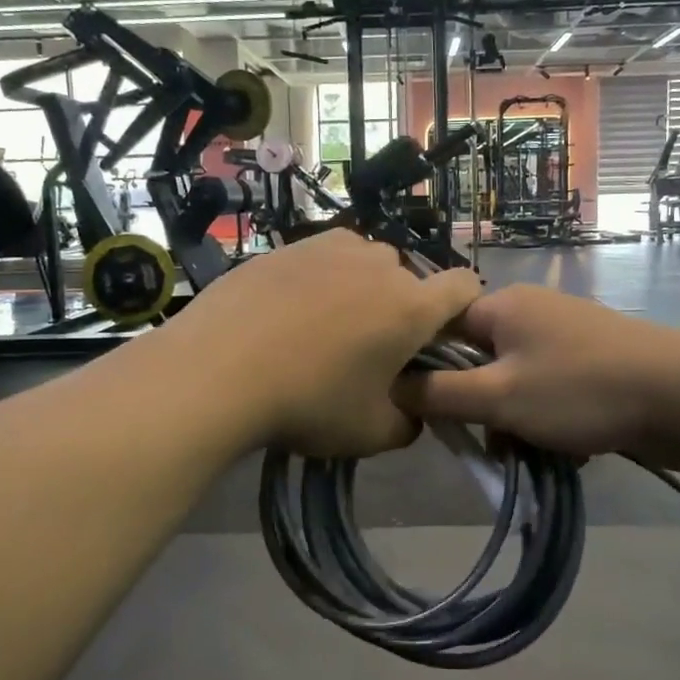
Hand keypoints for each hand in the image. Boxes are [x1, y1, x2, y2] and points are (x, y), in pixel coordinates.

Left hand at [169, 231, 482, 457]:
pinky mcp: (286, 246)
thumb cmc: (308, 403)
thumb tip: (410, 409)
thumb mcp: (371, 434)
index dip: (461, 310)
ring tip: (324, 325)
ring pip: (363, 262)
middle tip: (368, 348)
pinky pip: (320, 258)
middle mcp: (379, 264)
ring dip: (359, 287)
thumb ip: (409, 422)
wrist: (216, 371)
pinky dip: (318, 279)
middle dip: (400, 307)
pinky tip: (286, 311)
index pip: (464, 286)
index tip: (436, 340)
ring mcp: (328, 248)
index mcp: (412, 306)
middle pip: (408, 278)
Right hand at [394, 285, 679, 469]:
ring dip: (516, 422)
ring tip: (531, 453)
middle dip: (479, 407)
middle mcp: (532, 313)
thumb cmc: (581, 390)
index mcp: (503, 306)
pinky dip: (550, 422)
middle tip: (488, 441)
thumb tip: (391, 386)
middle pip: (478, 362)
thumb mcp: (498, 396)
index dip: (426, 370)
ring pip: (516, 384)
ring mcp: (568, 338)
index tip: (427, 412)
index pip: (440, 330)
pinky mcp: (595, 365)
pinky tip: (570, 448)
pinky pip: (551, 394)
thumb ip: (438, 394)